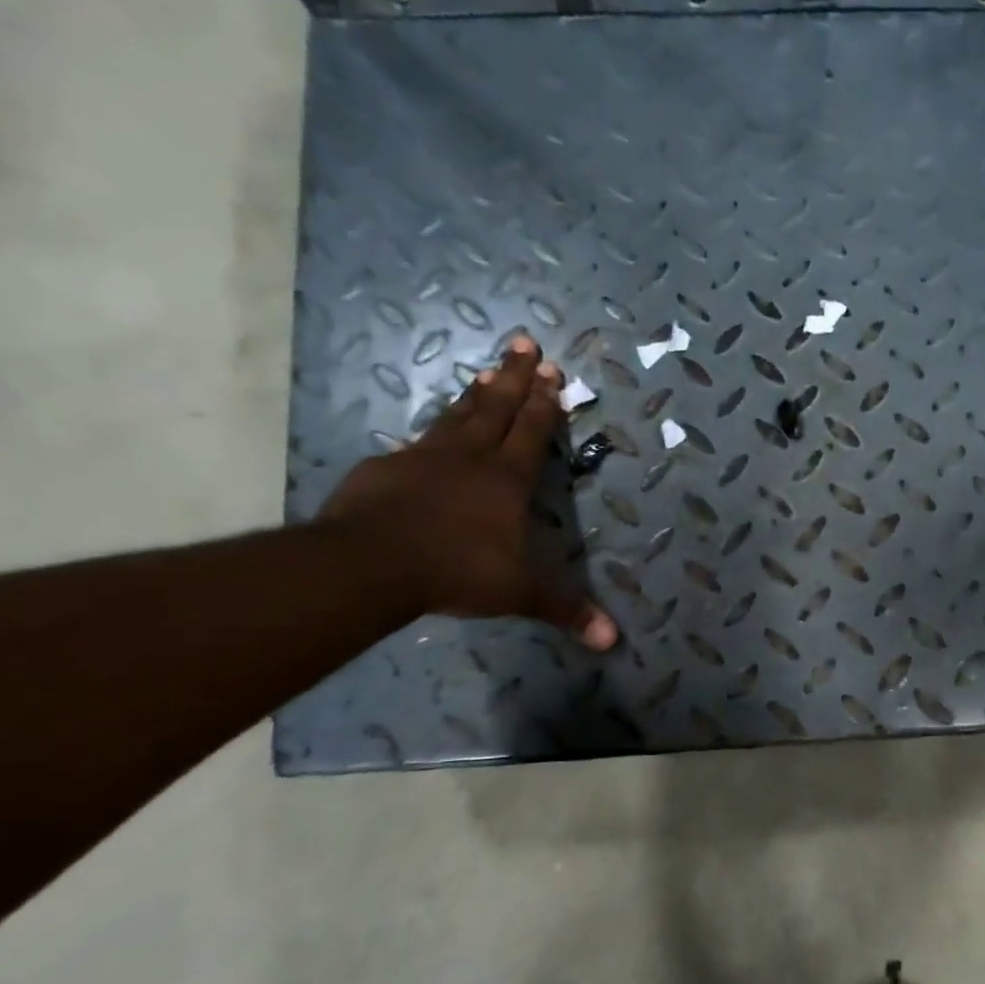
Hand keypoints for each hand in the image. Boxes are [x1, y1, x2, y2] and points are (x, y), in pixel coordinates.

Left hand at [319, 335, 617, 649]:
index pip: (533, 431)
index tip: (552, 370)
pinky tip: (428, 431)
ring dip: (475, 392)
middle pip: (497, 408)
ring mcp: (425, 458)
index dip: (545, 402)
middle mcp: (470, 458)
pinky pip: (417, 443)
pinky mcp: (386, 468)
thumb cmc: (457, 571)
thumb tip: (612, 641)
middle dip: (515, 376)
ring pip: (457, 415)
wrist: (372, 563)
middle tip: (524, 342)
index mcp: (507, 479)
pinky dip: (430, 431)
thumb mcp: (519, 594)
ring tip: (487, 369)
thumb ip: (565, 610)